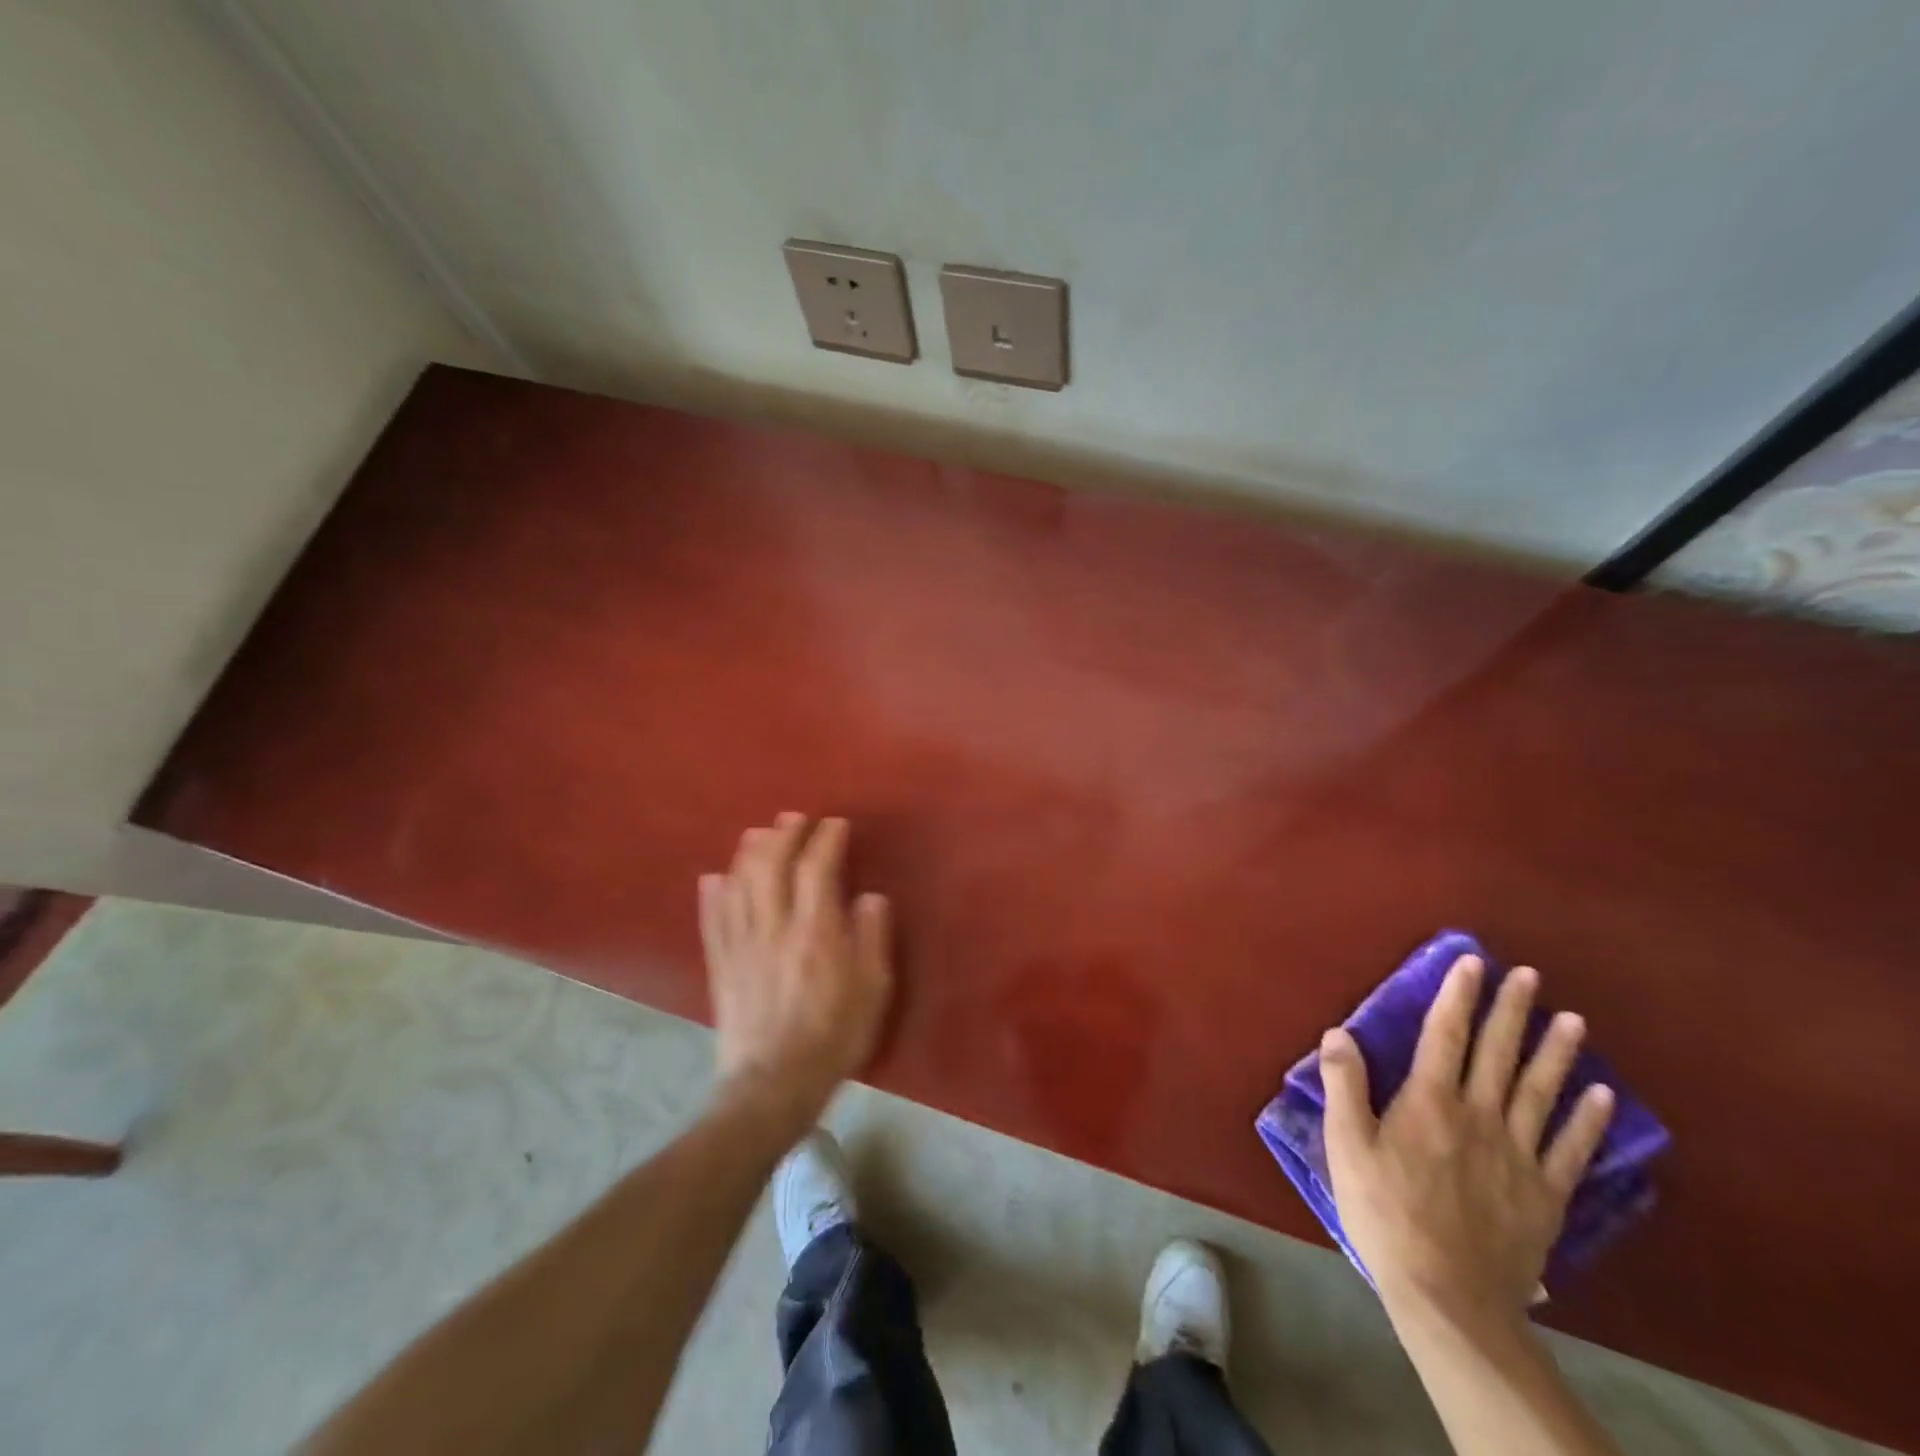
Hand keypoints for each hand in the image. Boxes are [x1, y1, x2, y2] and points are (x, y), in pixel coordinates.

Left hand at [698, 814, 892, 1124]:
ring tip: (758, 833)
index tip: (836, 824)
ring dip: (748, 853)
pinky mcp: (720, 965)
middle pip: (772, 865)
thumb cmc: (834, 1035)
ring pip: (739, 884)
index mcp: (815, 929)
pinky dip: (711, 894)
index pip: (817, 868)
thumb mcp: (873, 988)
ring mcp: (741, 944)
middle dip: (784, 834)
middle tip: (796, 818)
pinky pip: (712, 920)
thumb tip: (869, 896)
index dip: (826, 839)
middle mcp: (774, 926)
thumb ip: (872, 936)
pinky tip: (713, 878)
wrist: (774, 1084)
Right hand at [1320, 955, 1614, 1329]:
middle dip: (1511, 1010)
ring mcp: (1518, 1155)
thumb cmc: (1385, 1213)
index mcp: (1429, 1102)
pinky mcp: (1545, 1194)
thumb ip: (1344, 1086)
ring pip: (1539, 1091)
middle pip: (1497, 1053)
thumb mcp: (1347, 1147)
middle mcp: (1479, 1116)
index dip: (1458, 996)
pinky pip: (1570, 1148)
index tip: (1472, 963)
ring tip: (1572, 1019)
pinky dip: (1588, 1120)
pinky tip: (1601, 1095)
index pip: (1445, 1035)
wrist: (1449, 1296)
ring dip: (1556, 1052)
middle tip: (1528, 976)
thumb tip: (1338, 1033)